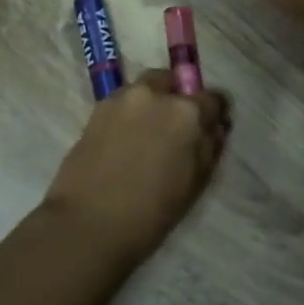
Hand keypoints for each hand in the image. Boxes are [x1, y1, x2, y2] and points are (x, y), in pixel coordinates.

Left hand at [44, 71, 229, 261]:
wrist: (89, 222)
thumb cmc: (151, 211)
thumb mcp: (195, 183)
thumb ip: (209, 147)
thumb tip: (214, 127)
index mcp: (186, 112)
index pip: (213, 98)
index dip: (214, 113)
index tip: (209, 127)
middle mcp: (155, 94)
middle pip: (174, 83)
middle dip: (178, 99)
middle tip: (175, 130)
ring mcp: (123, 98)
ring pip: (146, 89)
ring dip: (152, 103)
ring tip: (147, 135)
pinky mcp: (98, 108)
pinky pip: (123, 102)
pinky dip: (130, 113)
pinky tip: (125, 140)